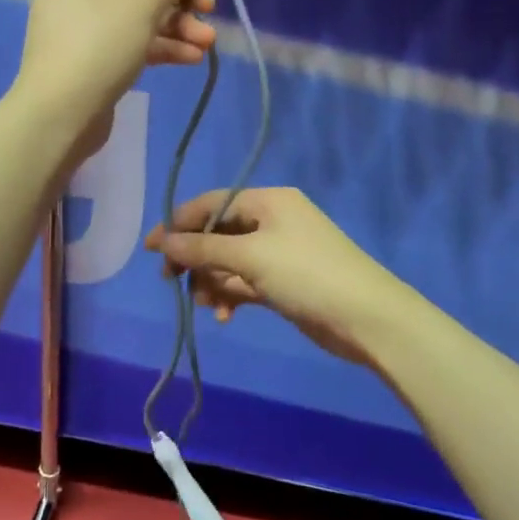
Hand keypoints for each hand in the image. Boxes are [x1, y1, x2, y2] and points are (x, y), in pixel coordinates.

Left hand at [13, 0, 216, 156]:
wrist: (59, 116)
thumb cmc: (99, 46)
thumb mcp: (143, 4)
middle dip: (179, 0)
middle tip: (210, 12)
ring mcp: (80, 27)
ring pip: (137, 16)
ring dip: (176, 27)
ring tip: (207, 44)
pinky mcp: (90, 59)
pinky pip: (129, 42)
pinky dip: (159, 46)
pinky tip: (191, 58)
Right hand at [144, 188, 410, 367]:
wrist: (367, 318)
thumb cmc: (307, 275)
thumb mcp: (250, 257)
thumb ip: (203, 248)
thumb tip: (163, 240)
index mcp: (267, 201)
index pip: (211, 203)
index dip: (178, 223)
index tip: (151, 249)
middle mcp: (271, 221)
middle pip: (217, 232)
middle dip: (195, 257)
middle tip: (172, 282)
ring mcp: (278, 252)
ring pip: (228, 261)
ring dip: (212, 281)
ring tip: (206, 305)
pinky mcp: (283, 282)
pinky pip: (244, 281)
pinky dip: (230, 294)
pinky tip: (225, 315)